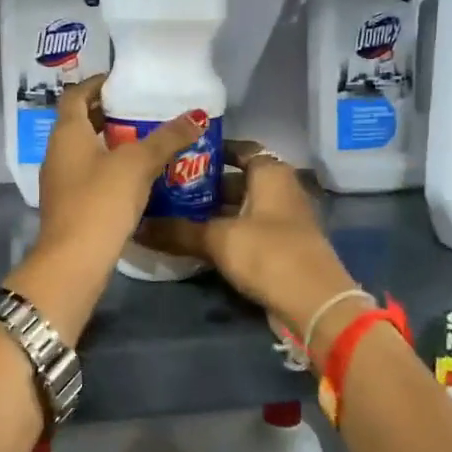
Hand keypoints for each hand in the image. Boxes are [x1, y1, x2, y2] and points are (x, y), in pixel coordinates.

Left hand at [0, 77, 208, 344]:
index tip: (126, 81)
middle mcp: (58, 152)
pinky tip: (140, 177)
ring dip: (114, 143)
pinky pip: (92, 176)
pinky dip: (112, 169)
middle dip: (111, 114)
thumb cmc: (101, 201)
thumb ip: (167, 138)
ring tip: (149, 141)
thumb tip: (197, 116)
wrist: (74, 262)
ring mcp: (61, 182)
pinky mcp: (71, 206)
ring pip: (88, 151)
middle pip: (82, 122)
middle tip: (145, 111)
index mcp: (67, 133)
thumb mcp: (138, 164)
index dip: (98, 83)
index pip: (76, 94)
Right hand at [139, 142, 355, 336]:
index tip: (181, 156)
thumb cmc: (268, 253)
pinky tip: (197, 242)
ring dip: (214, 212)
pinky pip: (248, 231)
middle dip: (205, 185)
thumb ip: (178, 231)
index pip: (241, 149)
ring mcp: (284, 220)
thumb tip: (138, 226)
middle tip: (168, 189)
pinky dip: (226, 233)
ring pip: (242, 208)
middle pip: (239, 180)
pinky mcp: (281, 247)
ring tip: (174, 215)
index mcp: (271, 174)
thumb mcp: (218, 239)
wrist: (313, 302)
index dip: (213, 151)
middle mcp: (281, 190)